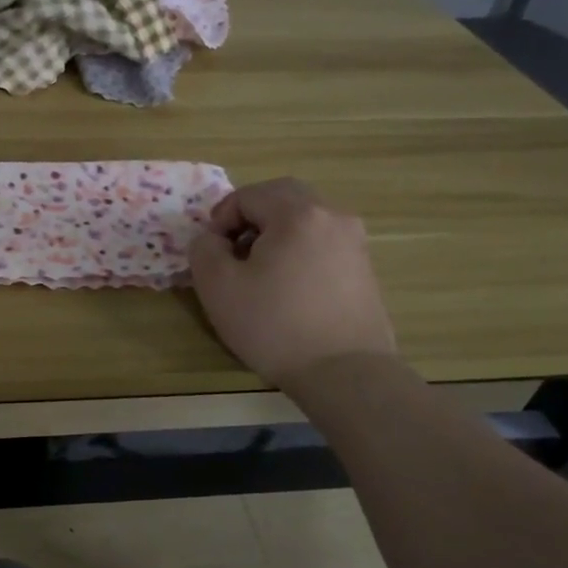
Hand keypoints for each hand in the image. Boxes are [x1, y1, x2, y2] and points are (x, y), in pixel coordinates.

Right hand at [189, 178, 395, 386]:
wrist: (344, 373)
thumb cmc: (274, 325)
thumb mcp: (217, 286)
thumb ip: (204, 249)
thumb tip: (212, 238)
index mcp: (297, 213)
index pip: (248, 195)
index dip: (221, 218)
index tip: (213, 251)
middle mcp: (332, 216)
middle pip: (283, 197)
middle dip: (251, 216)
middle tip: (233, 251)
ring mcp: (354, 242)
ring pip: (305, 218)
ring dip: (276, 232)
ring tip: (259, 271)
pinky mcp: (364, 268)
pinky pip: (323, 242)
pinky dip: (299, 250)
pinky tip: (288, 287)